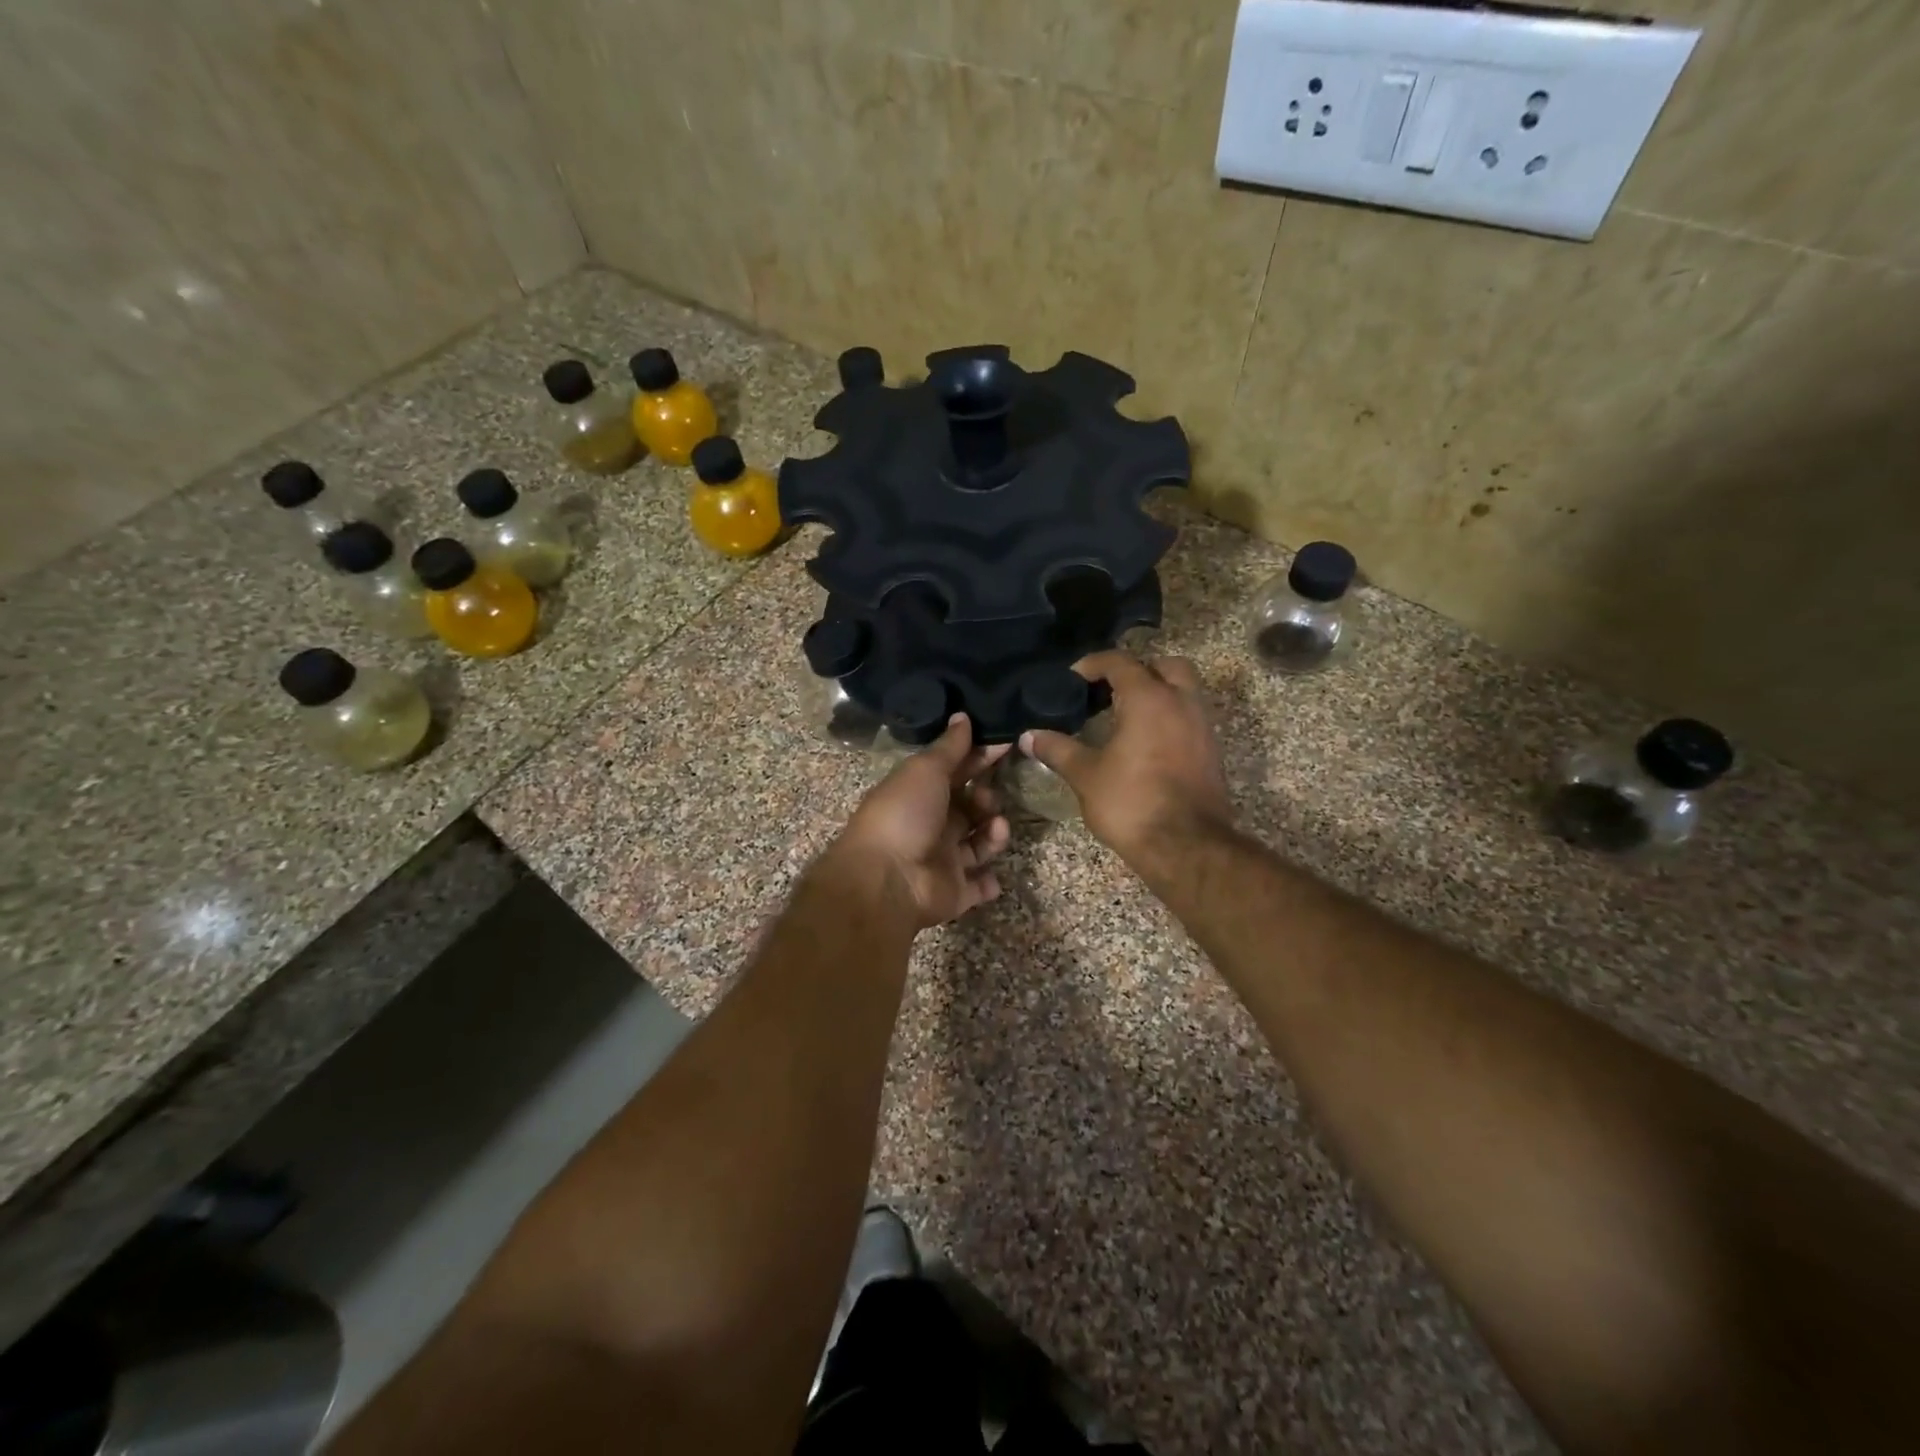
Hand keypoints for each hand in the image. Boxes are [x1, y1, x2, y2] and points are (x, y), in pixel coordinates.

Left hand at [826, 715, 1011, 929]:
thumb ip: (949, 747)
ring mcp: (943, 860)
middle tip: (988, 800)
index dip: (980, 757)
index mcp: (921, 793)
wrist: (887, 880)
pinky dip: (988, 882)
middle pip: (970, 808)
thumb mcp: (925, 770)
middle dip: (987, 799)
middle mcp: (932, 825)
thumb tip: (962, 716)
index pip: (957, 771)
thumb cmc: (904, 815)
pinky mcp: (954, 892)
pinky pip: (978, 886)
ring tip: (995, 828)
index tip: (1007, 744)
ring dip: (994, 834)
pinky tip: (993, 875)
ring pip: (980, 843)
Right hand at [1021, 652, 1232, 865]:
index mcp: (1149, 699)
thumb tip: (1028, 736)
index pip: (1120, 662)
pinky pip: (1190, 718)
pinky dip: (1170, 718)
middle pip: (1165, 666)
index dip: (1093, 664)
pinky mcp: (1211, 752)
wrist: (1186, 846)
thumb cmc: (1131, 803)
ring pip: (1184, 691)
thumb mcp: (1086, 775)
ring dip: (1158, 694)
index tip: (1071, 679)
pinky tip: (1146, 742)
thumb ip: (1058, 749)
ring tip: (1126, 716)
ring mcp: (1202, 727)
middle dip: (1138, 670)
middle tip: (1110, 691)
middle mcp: (1181, 703)